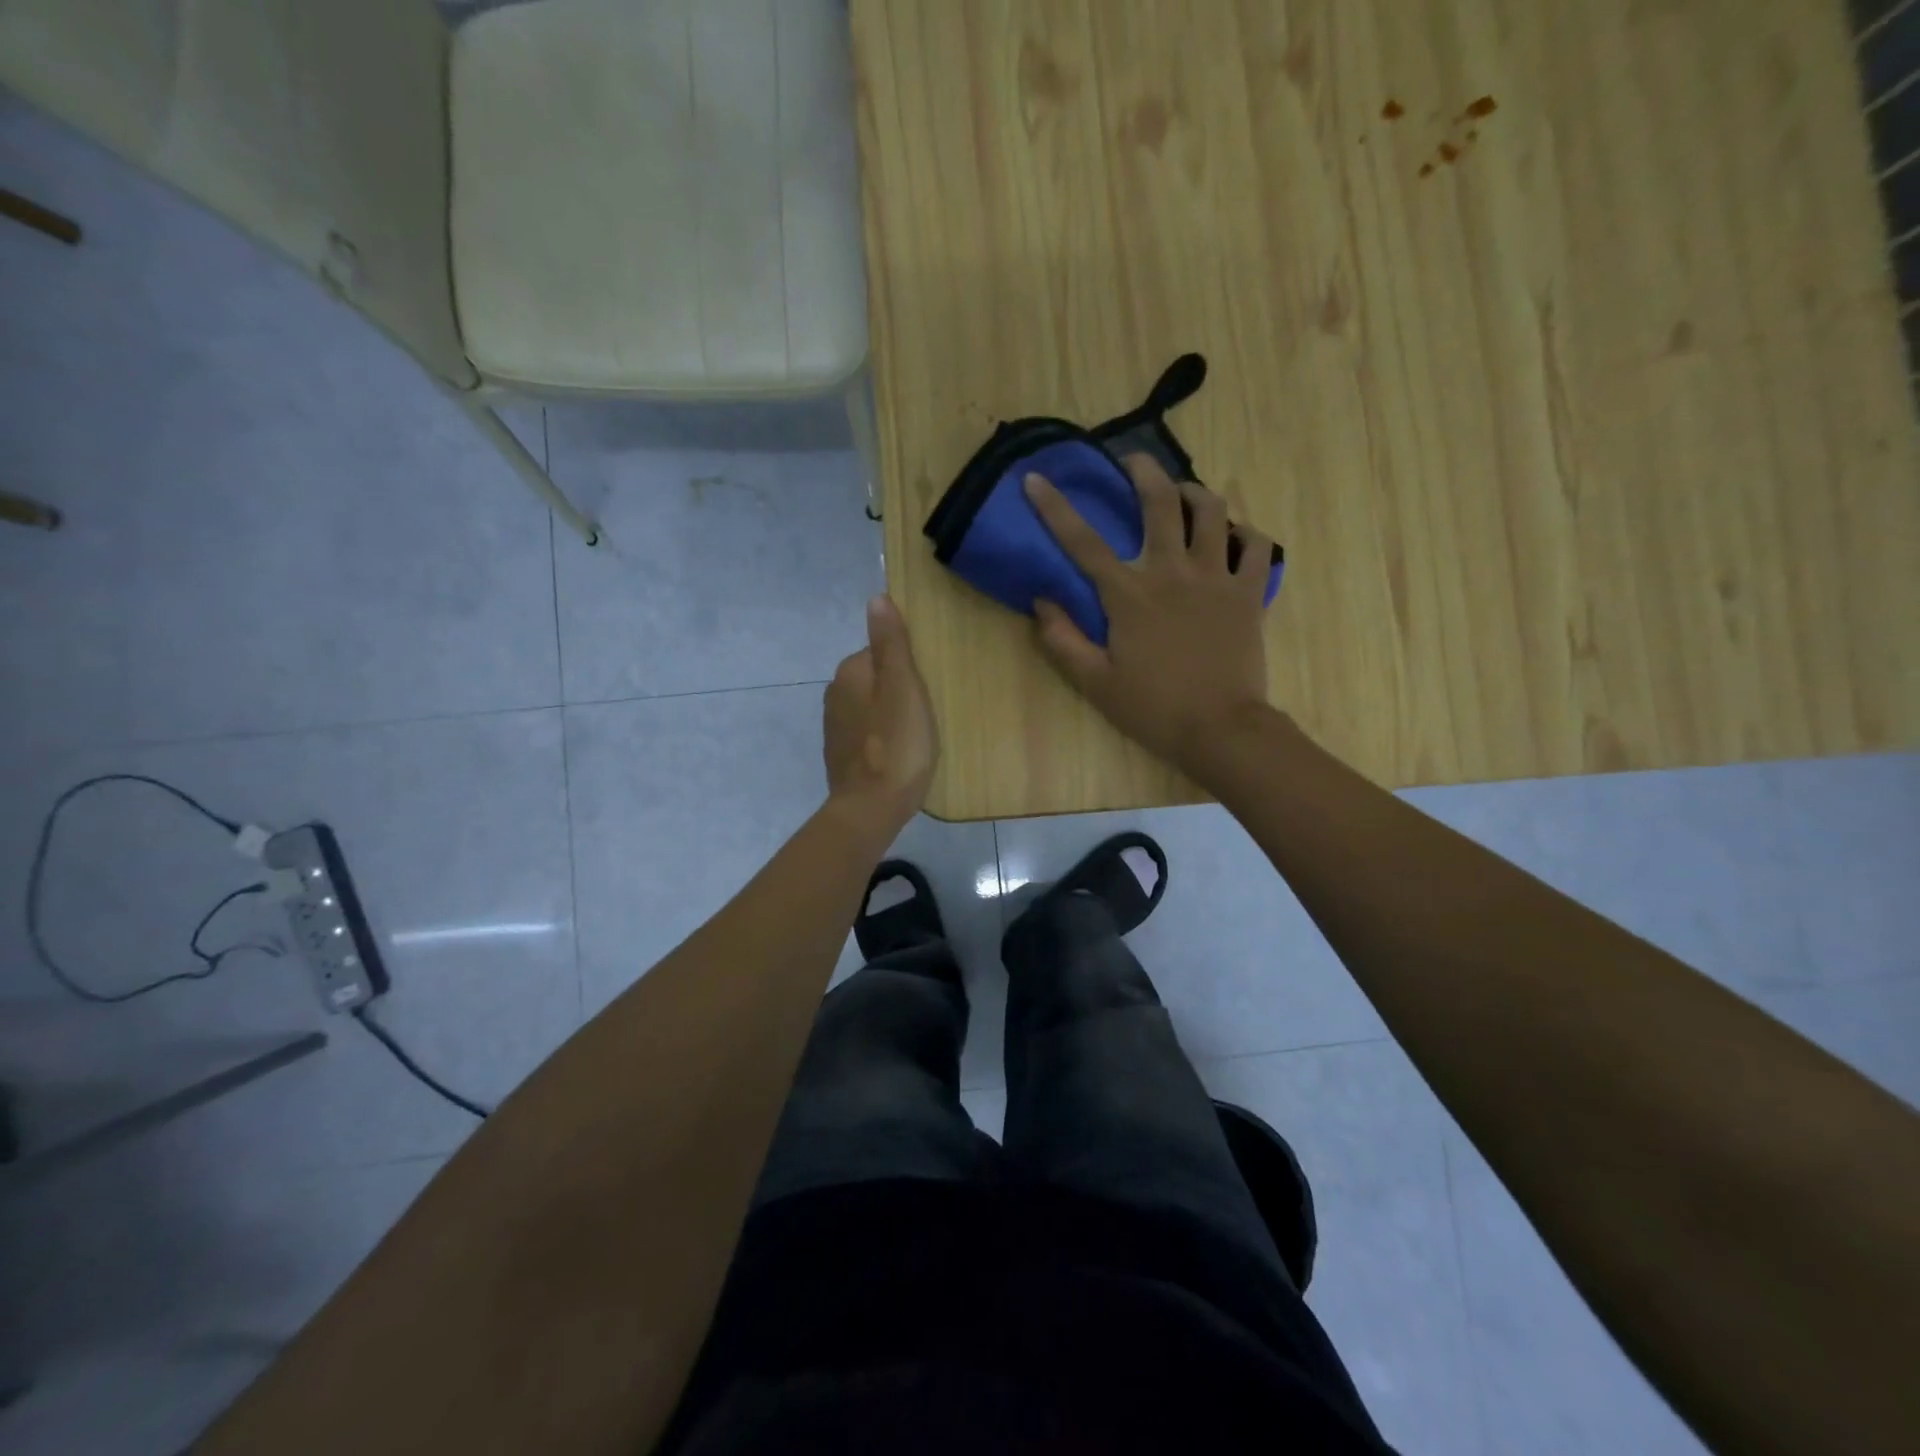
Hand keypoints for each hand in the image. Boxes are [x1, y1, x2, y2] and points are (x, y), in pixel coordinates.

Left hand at [823, 595, 939, 834]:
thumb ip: (890, 643)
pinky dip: (881, 736)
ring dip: (889, 713)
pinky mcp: (840, 755)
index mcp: (850, 673)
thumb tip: (876, 598)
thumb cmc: (896, 744)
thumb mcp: (902, 686)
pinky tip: (899, 752)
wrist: (871, 808)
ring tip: (917, 733)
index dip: (906, 665)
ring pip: (869, 706)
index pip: (880, 652)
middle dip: (897, 688)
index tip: (927, 683)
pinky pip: (866, 733)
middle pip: (874, 679)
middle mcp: (835, 694)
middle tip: (928, 709)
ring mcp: (834, 727)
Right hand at [1025, 455, 1273, 774]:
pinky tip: (1233, 537)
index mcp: (1128, 594)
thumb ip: (1063, 640)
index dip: (1055, 507)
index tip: (1036, 479)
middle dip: (1143, 471)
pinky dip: (1244, 534)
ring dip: (1195, 492)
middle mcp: (1172, 572)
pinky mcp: (1249, 592)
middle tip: (1134, 462)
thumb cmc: (1153, 708)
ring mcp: (1216, 578)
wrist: (1220, 729)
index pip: (1083, 541)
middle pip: (1160, 502)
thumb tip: (1041, 602)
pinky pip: (1256, 545)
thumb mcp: (1094, 682)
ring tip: (1185, 493)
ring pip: (1212, 511)